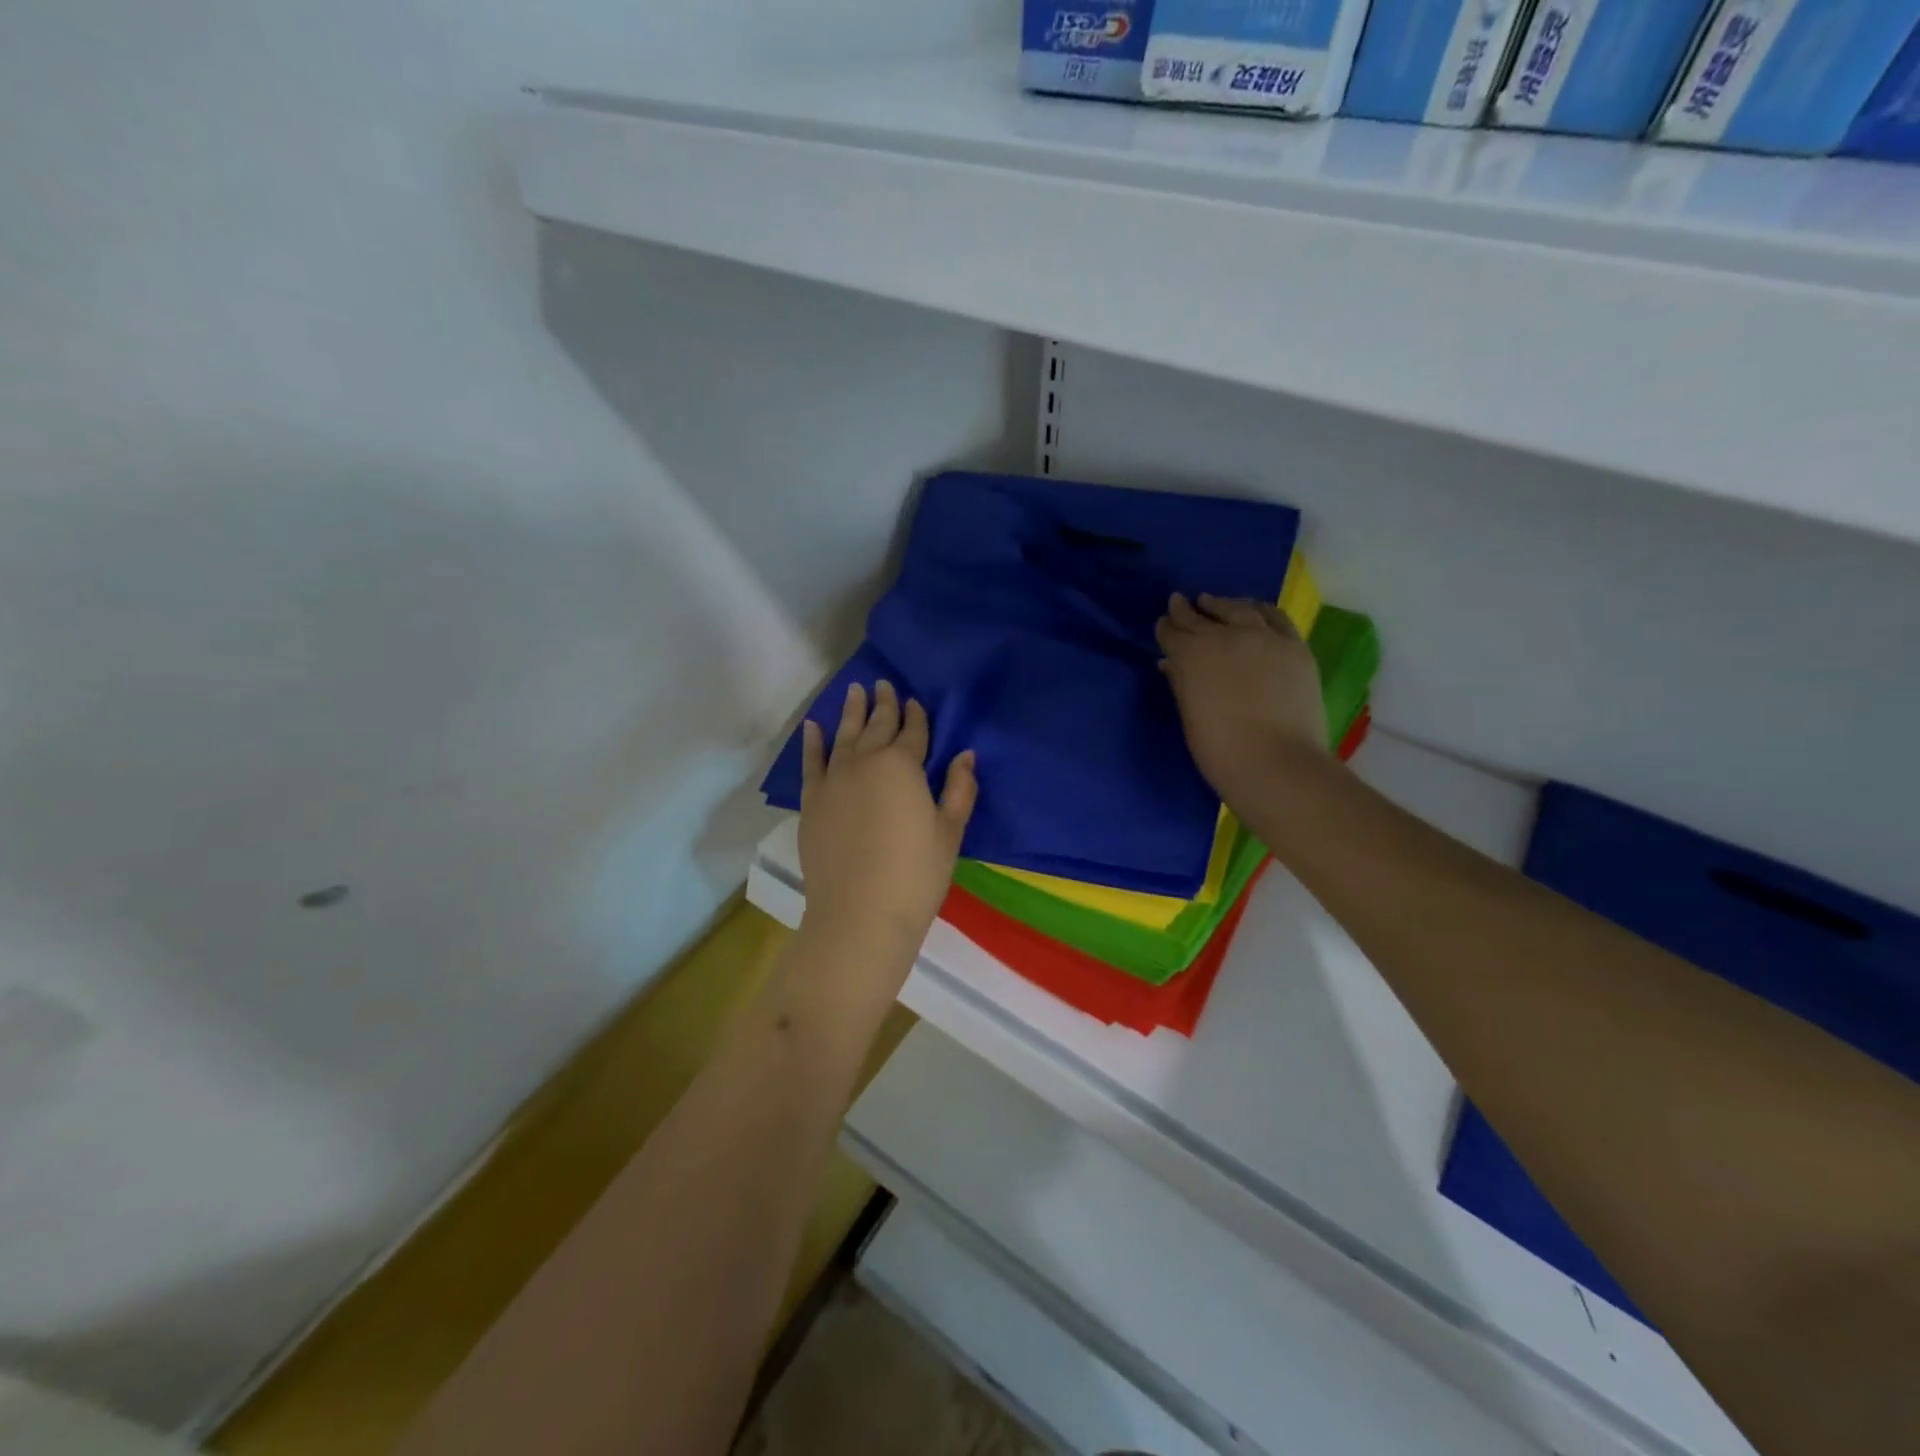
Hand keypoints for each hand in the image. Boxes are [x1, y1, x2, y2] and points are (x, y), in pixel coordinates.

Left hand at [798, 681, 977, 963]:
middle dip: (883, 705)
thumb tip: (966, 755)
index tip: (914, 701)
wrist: (860, 914)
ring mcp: (834, 780)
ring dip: (851, 712)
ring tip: (854, 691)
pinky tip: (814, 726)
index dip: (916, 716)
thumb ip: (959, 790)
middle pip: (877, 727)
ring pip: (844, 736)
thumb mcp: (949, 832)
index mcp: (903, 766)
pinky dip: (812, 742)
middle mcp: (866, 762)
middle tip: (884, 684)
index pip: (913, 733)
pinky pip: (812, 762)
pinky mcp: (812, 801)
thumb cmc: (916, 875)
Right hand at [1155, 593, 1327, 804]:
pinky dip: (1259, 611)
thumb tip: (1169, 663)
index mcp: (1193, 654)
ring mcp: (1264, 638)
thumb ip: (1180, 683)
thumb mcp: (1190, 715)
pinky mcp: (1295, 647)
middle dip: (1186, 611)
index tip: (1162, 624)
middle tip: (1178, 602)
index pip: (1173, 633)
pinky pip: (1275, 618)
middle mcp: (1227, 636)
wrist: (1276, 763)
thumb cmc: (1220, 749)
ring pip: (1239, 609)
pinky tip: (1254, 610)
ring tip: (1213, 602)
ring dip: (1222, 604)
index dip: (1166, 628)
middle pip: (1201, 617)